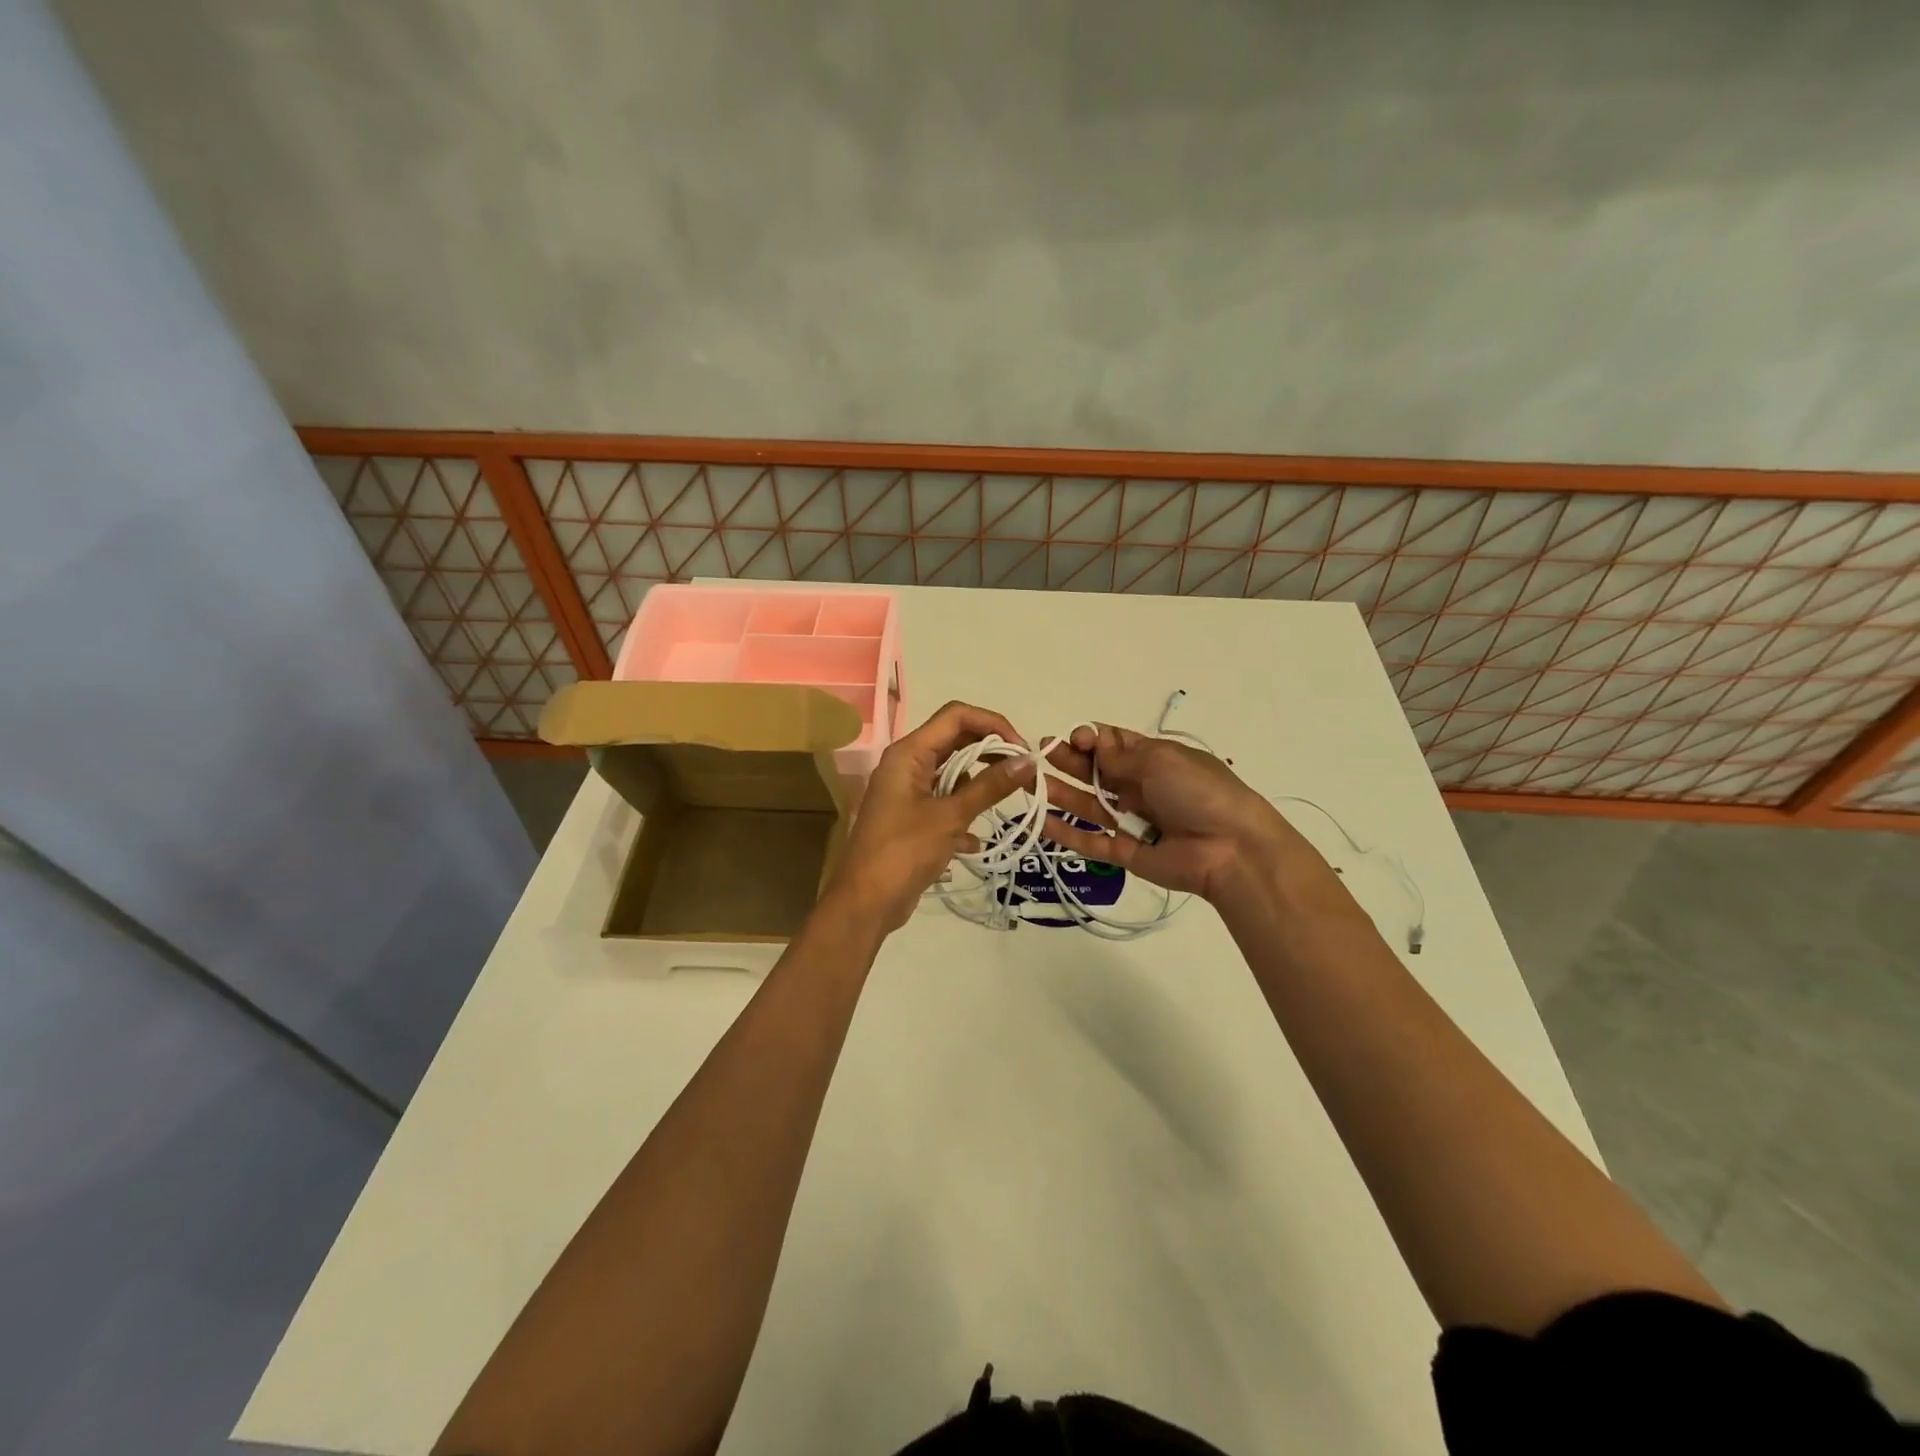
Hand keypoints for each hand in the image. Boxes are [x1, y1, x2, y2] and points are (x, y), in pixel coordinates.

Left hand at [824, 701, 1034, 932]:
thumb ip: (989, 786)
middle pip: (956, 741)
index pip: (956, 715)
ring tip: (1006, 803)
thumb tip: (1028, 760)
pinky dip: (963, 814)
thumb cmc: (904, 852)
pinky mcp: (912, 818)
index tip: (1021, 749)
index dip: (992, 724)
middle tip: (1022, 774)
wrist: (865, 903)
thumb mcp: (950, 817)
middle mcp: (906, 764)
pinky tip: (975, 842)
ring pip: (953, 773)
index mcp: (909, 753)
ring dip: (979, 785)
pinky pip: (945, 802)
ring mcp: (908, 792)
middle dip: (991, 753)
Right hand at [1041, 724, 1314, 901]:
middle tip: (1040, 754)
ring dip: (1061, 793)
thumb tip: (1092, 742)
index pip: (1113, 744)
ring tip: (1031, 783)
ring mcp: (1132, 820)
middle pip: (1096, 772)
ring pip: (1089, 805)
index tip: (1074, 739)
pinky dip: (1067, 833)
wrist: (1231, 848)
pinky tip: (1040, 821)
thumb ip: (1120, 756)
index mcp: (1154, 759)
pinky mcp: (1126, 853)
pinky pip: (1091, 841)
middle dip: (1069, 761)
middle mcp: (1140, 787)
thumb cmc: (1198, 791)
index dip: (1090, 738)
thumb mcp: (1160, 760)